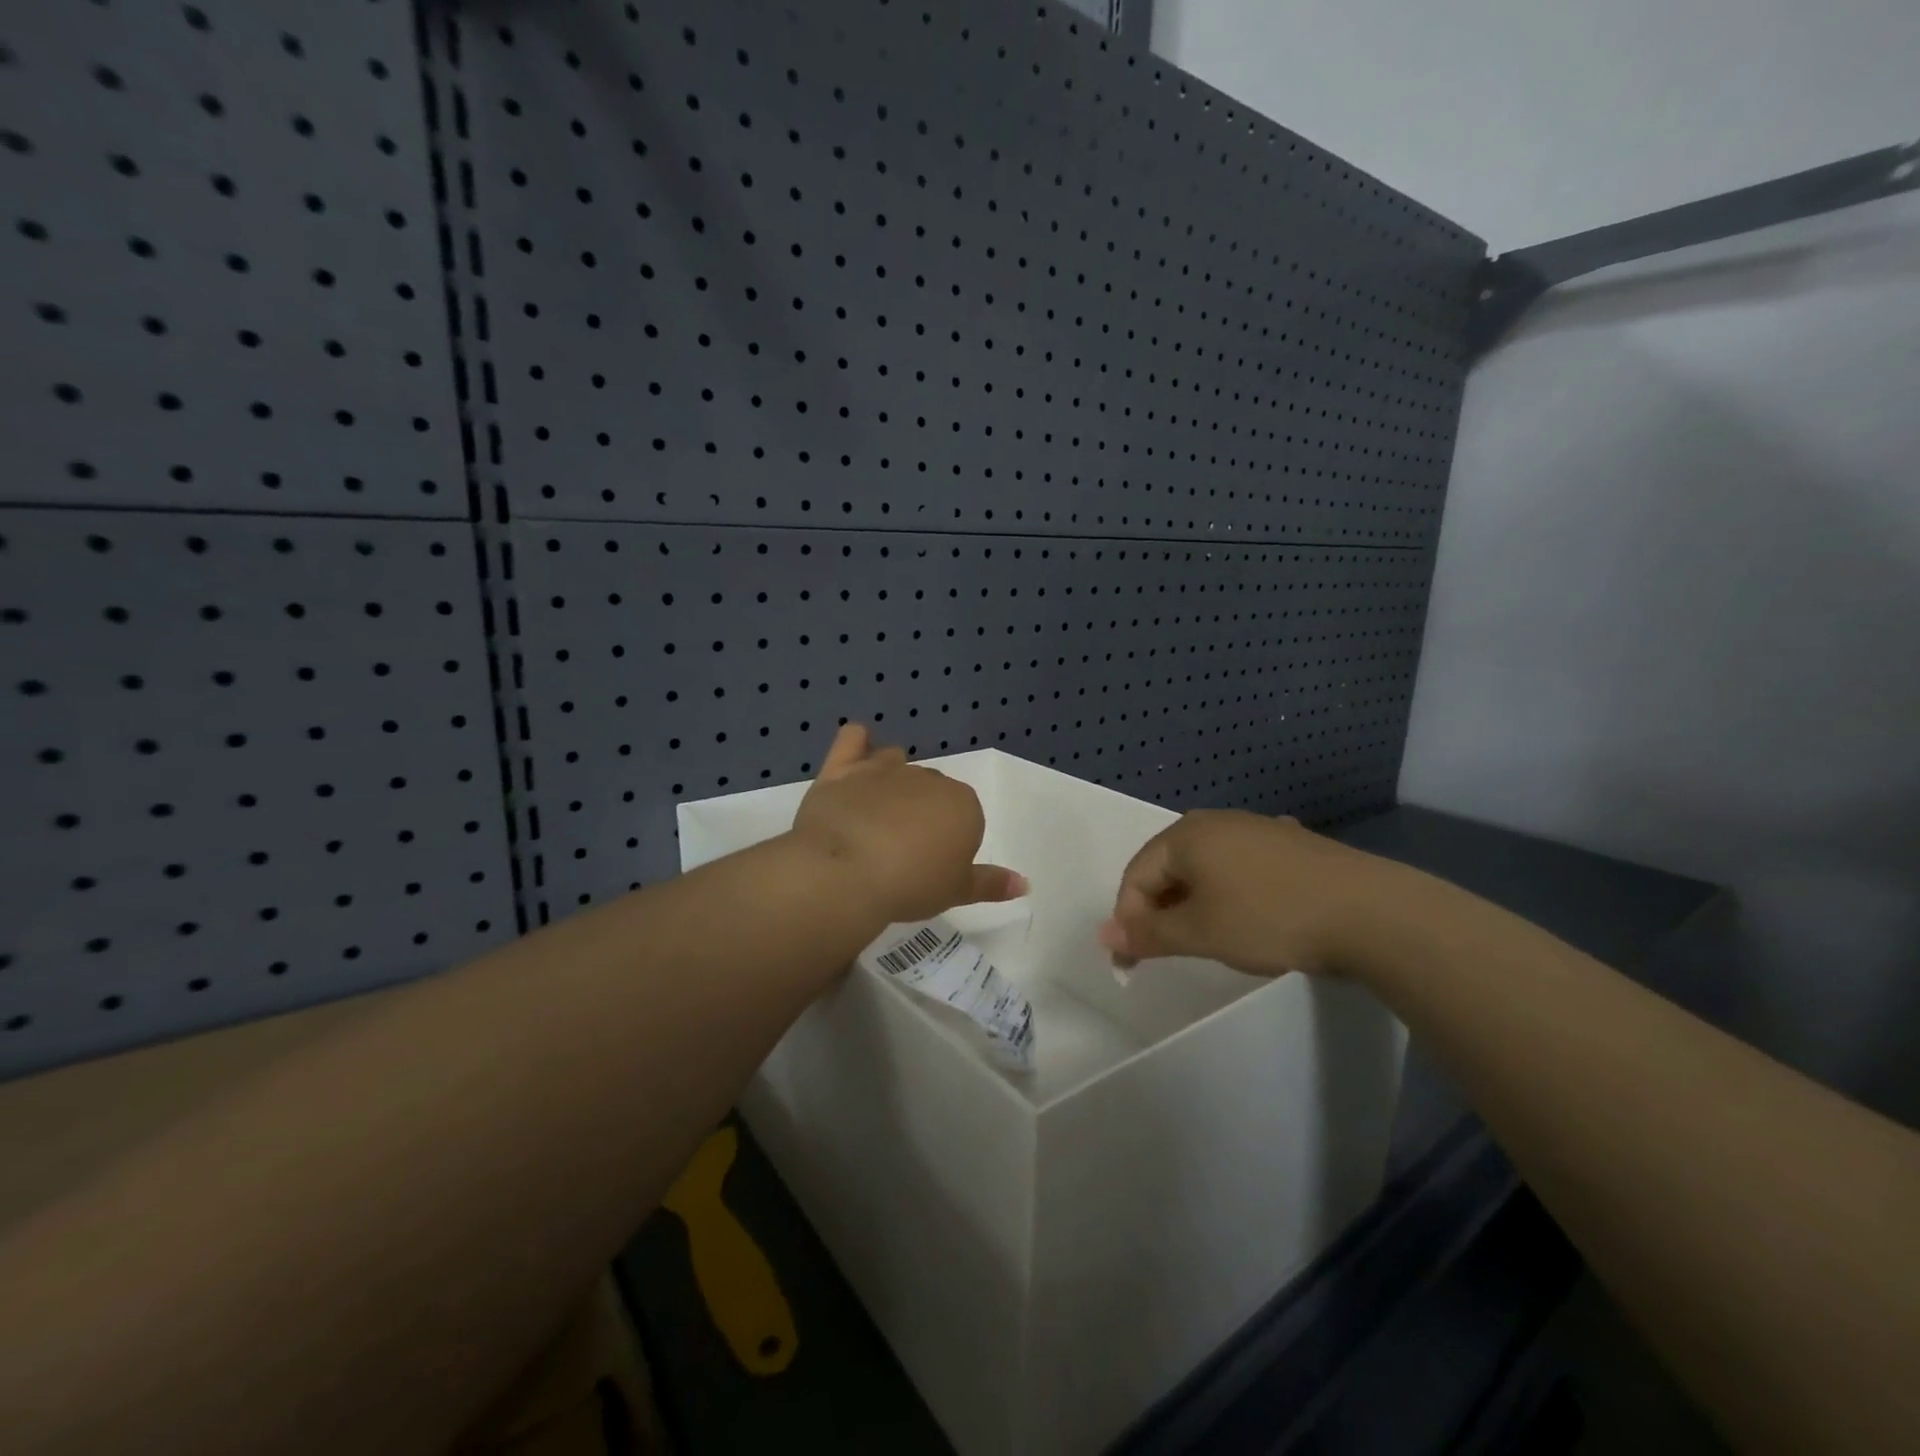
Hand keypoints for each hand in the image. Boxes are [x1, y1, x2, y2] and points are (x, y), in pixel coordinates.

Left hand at [790, 724, 1026, 925]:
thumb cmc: (911, 884)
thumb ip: (991, 884)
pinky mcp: (843, 768)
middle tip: (903, 852)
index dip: (949, 842)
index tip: (931, 868)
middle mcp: (927, 779)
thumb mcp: (957, 891)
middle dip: (922, 812)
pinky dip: (858, 741)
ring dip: (894, 780)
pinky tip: (858, 749)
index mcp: (962, 804)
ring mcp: (883, 769)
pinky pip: (853, 739)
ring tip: (878, 814)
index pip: (965, 818)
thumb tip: (1024, 883)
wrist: (846, 872)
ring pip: (896, 762)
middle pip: (931, 790)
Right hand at [1097, 810, 1402, 977]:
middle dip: (1161, 910)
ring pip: (1206, 867)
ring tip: (1211, 936)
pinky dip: (1231, 892)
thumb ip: (1147, 934)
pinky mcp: (1290, 844)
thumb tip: (1104, 935)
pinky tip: (1252, 913)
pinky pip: (1240, 866)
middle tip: (1170, 950)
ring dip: (1195, 902)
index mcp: (1185, 835)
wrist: (1371, 912)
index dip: (1128, 919)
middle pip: (1168, 867)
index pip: (1136, 875)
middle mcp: (1215, 821)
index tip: (1133, 963)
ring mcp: (1256, 828)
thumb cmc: (1269, 918)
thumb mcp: (1200, 933)